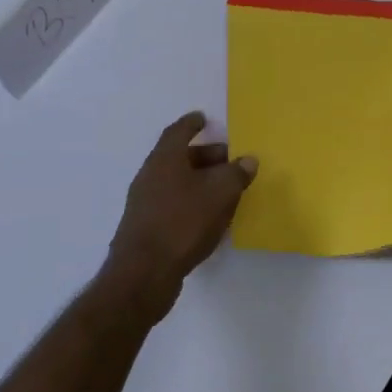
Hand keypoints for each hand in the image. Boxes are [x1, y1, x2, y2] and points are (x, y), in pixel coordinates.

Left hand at [103, 112, 257, 322]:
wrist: (143, 273)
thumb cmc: (183, 222)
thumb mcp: (219, 194)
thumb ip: (236, 174)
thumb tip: (248, 159)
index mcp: (164, 159)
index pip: (178, 131)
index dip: (192, 124)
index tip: (203, 119)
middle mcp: (150, 175)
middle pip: (178, 157)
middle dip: (204, 156)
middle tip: (229, 161)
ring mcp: (144, 202)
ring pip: (176, 181)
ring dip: (199, 181)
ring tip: (225, 190)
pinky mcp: (146, 226)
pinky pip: (172, 203)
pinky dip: (191, 201)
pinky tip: (209, 217)